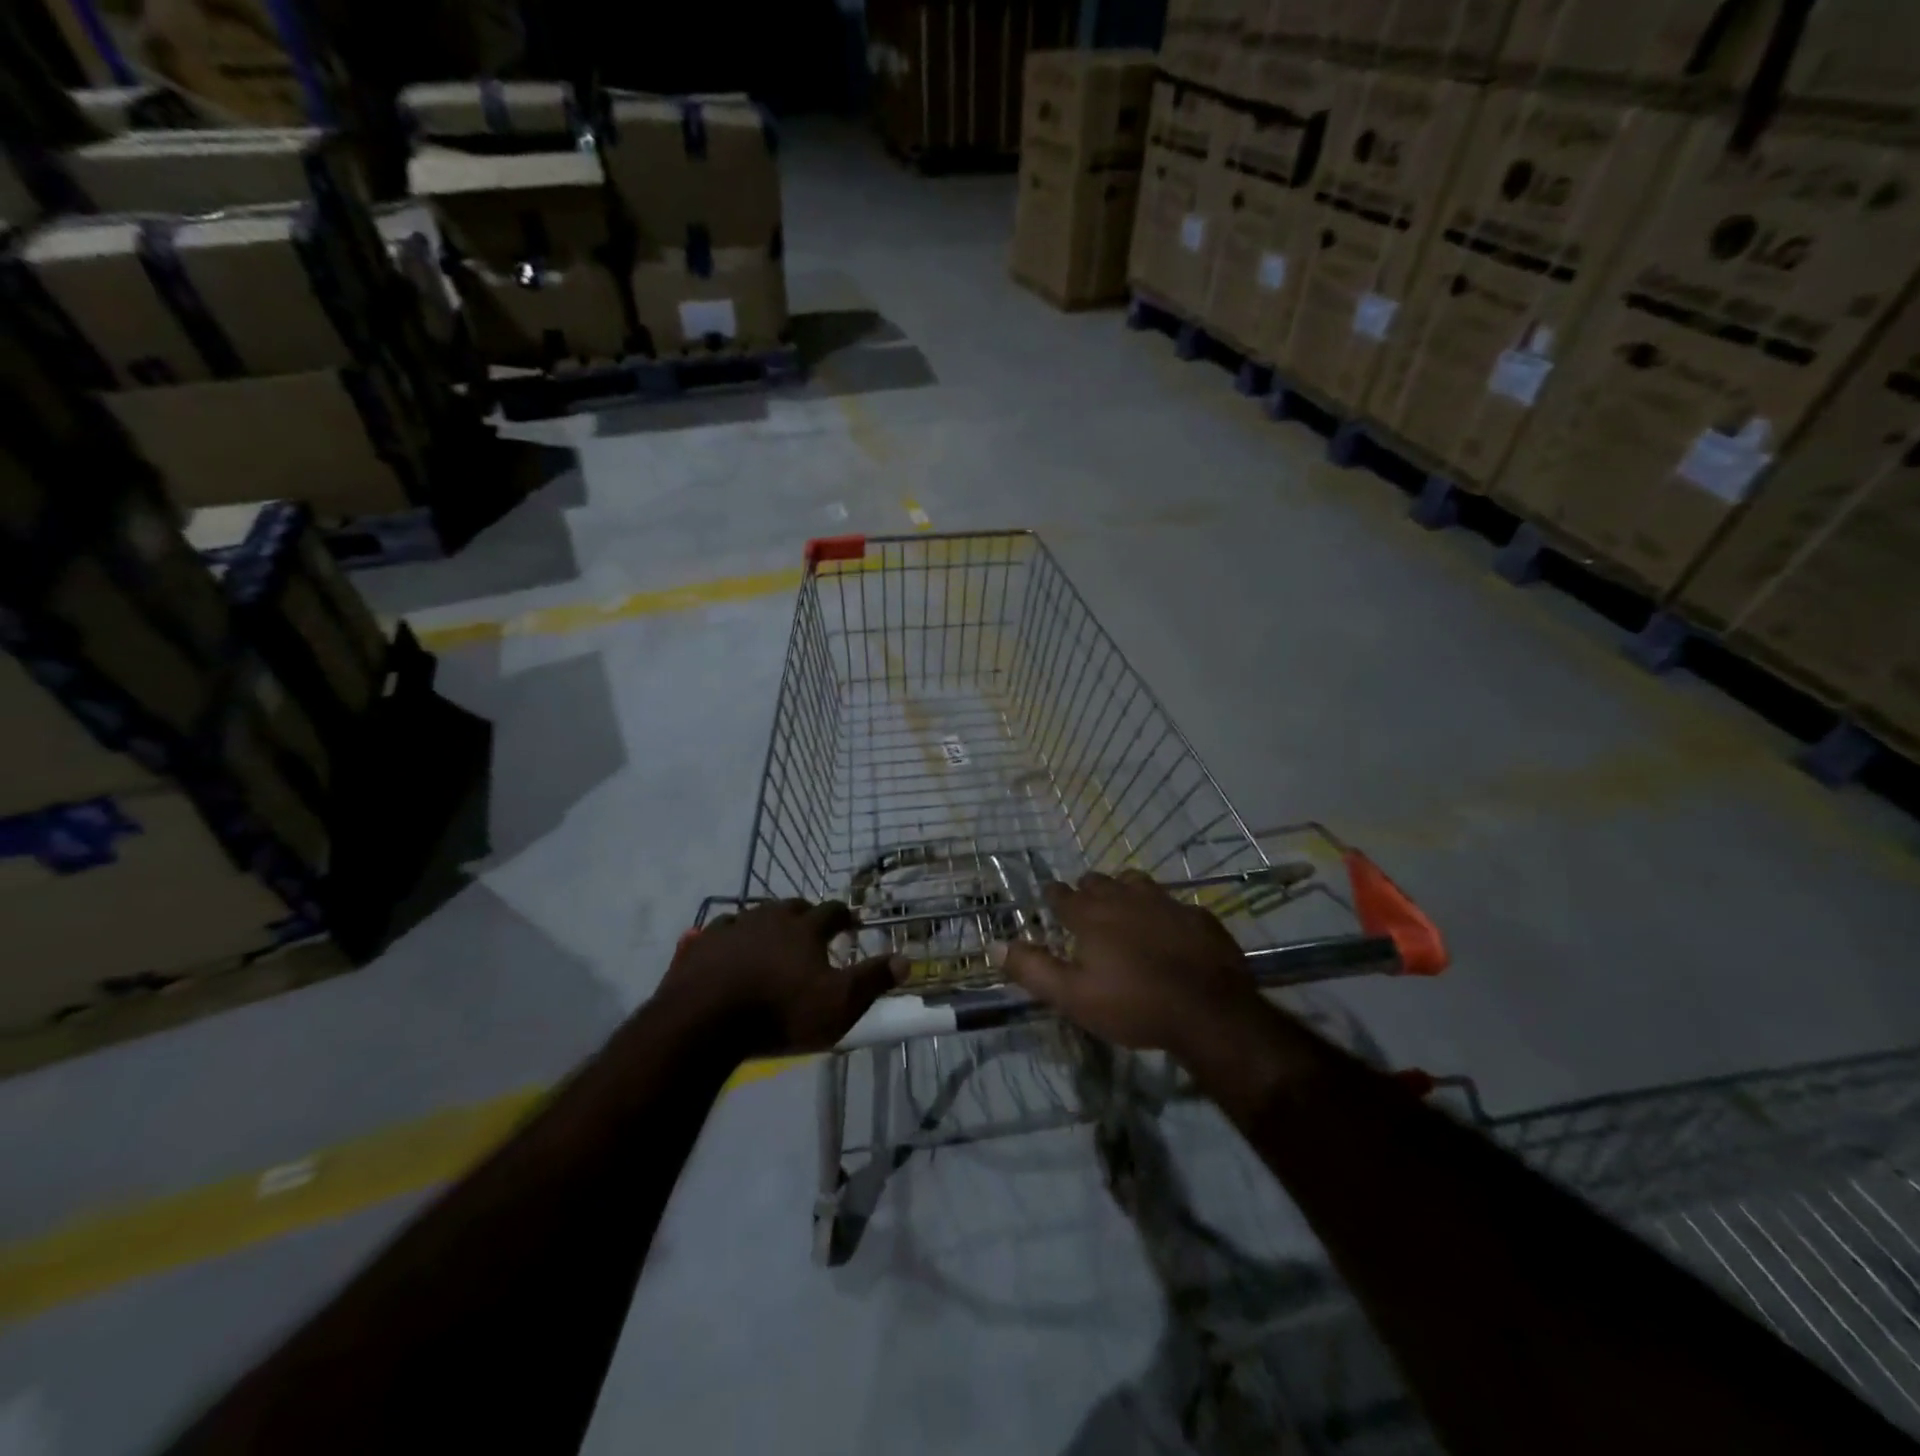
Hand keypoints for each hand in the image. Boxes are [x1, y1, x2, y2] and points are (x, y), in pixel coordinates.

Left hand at [659, 899, 904, 1054]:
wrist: (705, 1022)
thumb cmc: (780, 1013)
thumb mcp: (838, 1004)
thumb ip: (872, 980)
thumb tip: (906, 959)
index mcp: (805, 928)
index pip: (833, 911)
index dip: (844, 917)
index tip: (850, 924)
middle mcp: (770, 917)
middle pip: (793, 907)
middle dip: (805, 916)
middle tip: (810, 933)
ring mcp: (732, 927)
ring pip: (755, 915)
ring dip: (767, 924)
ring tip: (770, 942)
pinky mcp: (700, 944)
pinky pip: (719, 932)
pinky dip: (729, 939)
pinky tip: (727, 952)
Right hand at [999, 870, 1258, 1053]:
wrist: (1209, 1011)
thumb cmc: (1133, 1005)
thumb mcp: (1073, 997)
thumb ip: (1032, 969)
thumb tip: (994, 945)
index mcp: (1091, 915)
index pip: (1062, 894)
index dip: (1053, 895)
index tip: (1050, 898)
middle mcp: (1125, 898)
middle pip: (1098, 881)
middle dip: (1087, 889)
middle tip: (1085, 908)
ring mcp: (1165, 902)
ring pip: (1136, 882)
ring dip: (1124, 891)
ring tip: (1124, 909)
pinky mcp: (1197, 915)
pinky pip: (1173, 902)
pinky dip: (1163, 911)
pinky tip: (1168, 929)